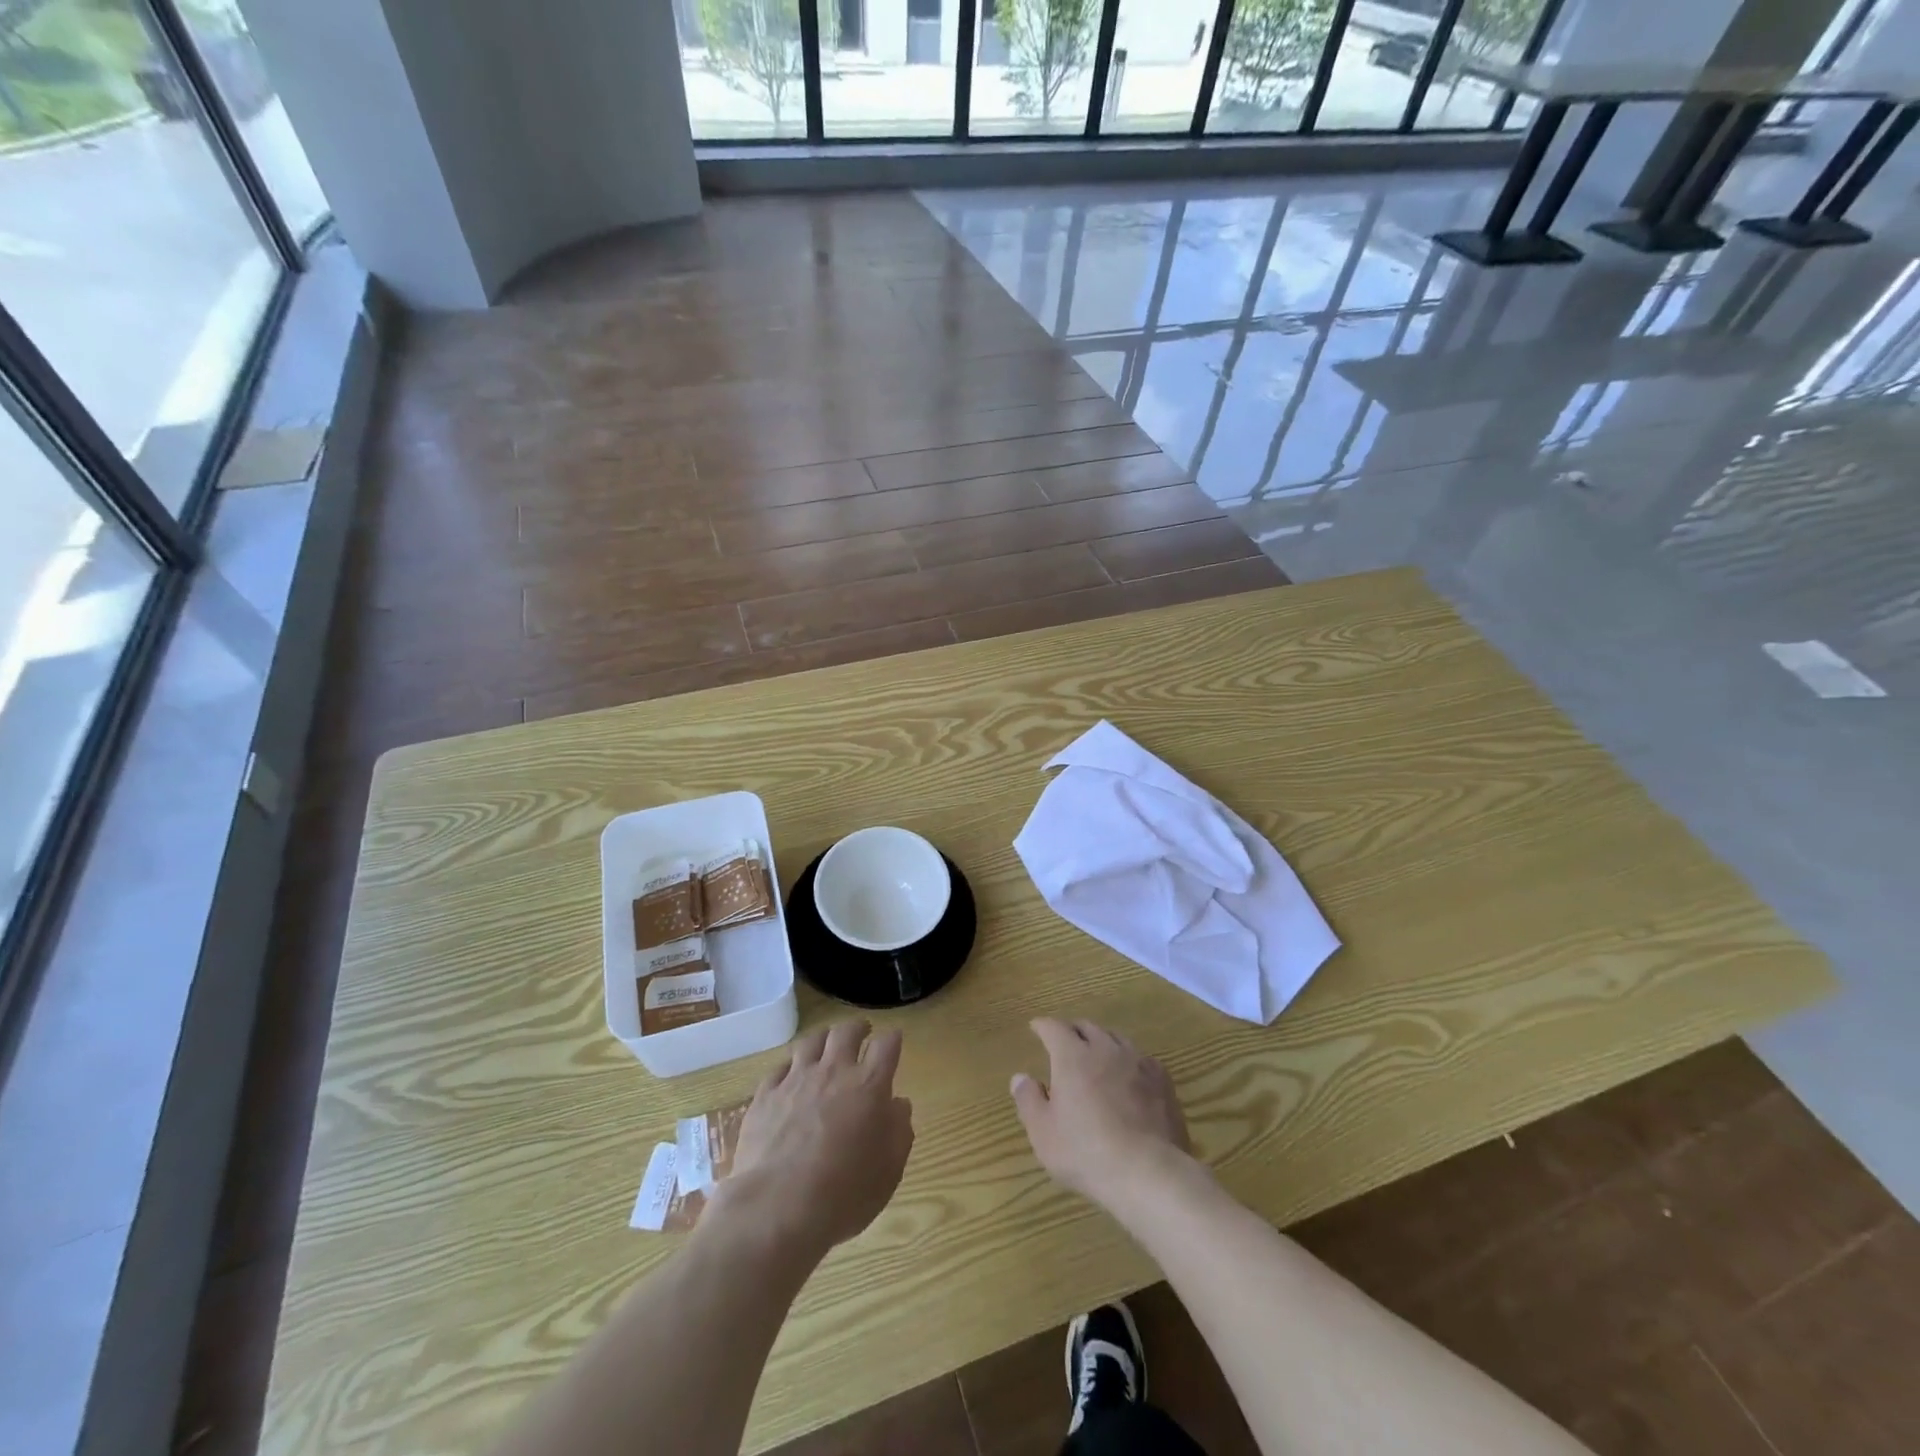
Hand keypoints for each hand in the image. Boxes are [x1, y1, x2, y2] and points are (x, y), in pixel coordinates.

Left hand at [713, 1020, 913, 1257]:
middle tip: (862, 1032)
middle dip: (858, 1028)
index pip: (886, 1045)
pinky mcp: (766, 1095)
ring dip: (823, 1039)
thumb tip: (898, 1105)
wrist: (777, 1207)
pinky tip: (791, 1076)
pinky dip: (790, 1067)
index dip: (892, 1039)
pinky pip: (780, 1067)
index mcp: (869, 1085)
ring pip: (811, 1041)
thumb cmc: (844, 1193)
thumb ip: (899, 1130)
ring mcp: (796, 1080)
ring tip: (826, 1045)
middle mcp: (833, 1071)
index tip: (894, 1041)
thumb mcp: (889, 1170)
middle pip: (847, 1032)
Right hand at [1011, 1018, 1190, 1208]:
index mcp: (1072, 1056)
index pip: (1054, 1028)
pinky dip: (1130, 1060)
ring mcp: (1137, 1061)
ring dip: (1102, 1041)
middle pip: (1086, 1027)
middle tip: (1065, 1041)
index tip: (1036, 1027)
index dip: (1043, 1026)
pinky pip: (1142, 1058)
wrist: (1147, 1171)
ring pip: (1116, 1038)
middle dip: (1073, 1030)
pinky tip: (1130, 1074)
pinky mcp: (1161, 1080)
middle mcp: (1104, 1049)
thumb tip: (1020, 1077)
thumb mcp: (1043, 1133)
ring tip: (1097, 1054)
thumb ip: (1028, 1100)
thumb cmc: (1086, 1152)